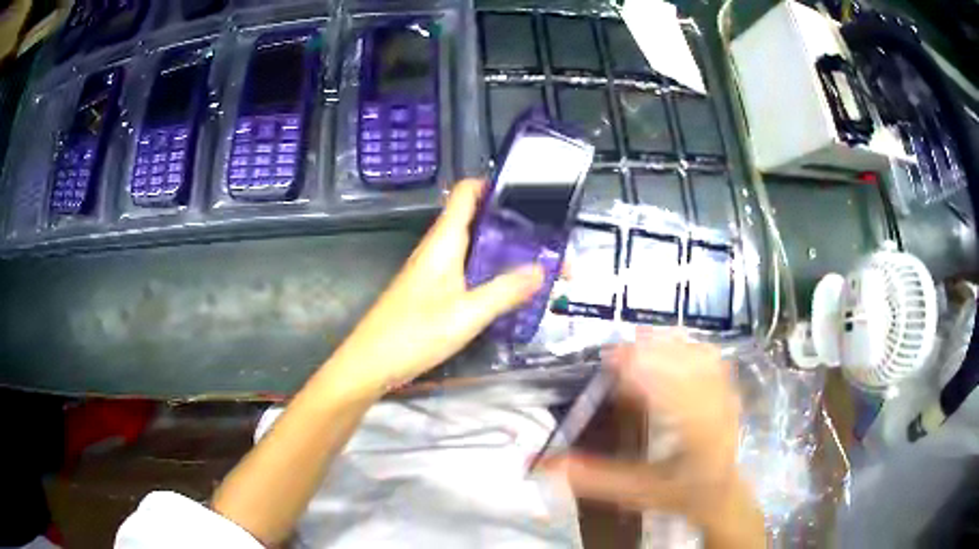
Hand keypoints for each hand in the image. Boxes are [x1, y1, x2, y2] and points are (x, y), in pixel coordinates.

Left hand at [326, 179, 543, 393]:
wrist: (371, 362)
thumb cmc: (414, 333)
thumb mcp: (467, 314)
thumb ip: (505, 291)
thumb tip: (542, 269)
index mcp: (443, 241)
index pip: (466, 193)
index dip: (494, 185)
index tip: (527, 193)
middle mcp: (437, 249)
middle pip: (475, 220)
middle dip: (510, 224)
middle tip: (546, 237)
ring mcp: (433, 270)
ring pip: (472, 246)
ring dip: (502, 250)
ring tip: (537, 260)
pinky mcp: (431, 290)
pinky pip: (466, 269)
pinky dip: (489, 271)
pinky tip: (508, 289)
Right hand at [542, 329, 742, 525]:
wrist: (721, 492)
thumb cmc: (680, 494)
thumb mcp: (637, 492)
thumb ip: (596, 479)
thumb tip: (548, 465)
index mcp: (697, 434)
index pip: (671, 391)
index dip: (641, 369)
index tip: (609, 362)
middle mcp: (716, 408)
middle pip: (687, 363)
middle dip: (650, 351)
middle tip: (614, 353)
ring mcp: (726, 395)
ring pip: (698, 354)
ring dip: (667, 344)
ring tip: (636, 345)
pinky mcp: (727, 388)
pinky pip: (708, 355)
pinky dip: (684, 346)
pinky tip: (665, 348)